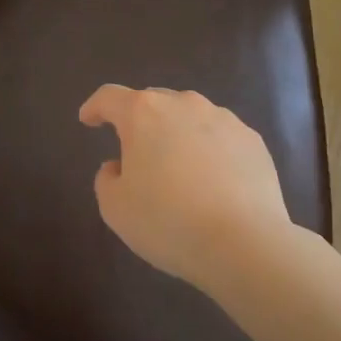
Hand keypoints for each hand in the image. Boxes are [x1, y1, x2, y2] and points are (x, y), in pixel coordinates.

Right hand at [79, 85, 291, 288]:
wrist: (245, 244)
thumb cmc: (168, 221)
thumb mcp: (116, 208)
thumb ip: (107, 179)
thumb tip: (119, 166)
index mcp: (143, 113)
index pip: (110, 97)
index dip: (95, 107)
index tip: (88, 120)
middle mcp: (184, 104)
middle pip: (153, 103)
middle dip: (140, 122)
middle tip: (136, 154)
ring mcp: (223, 119)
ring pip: (190, 118)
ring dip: (178, 135)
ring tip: (179, 171)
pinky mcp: (252, 140)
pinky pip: (221, 138)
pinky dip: (211, 152)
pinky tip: (214, 183)